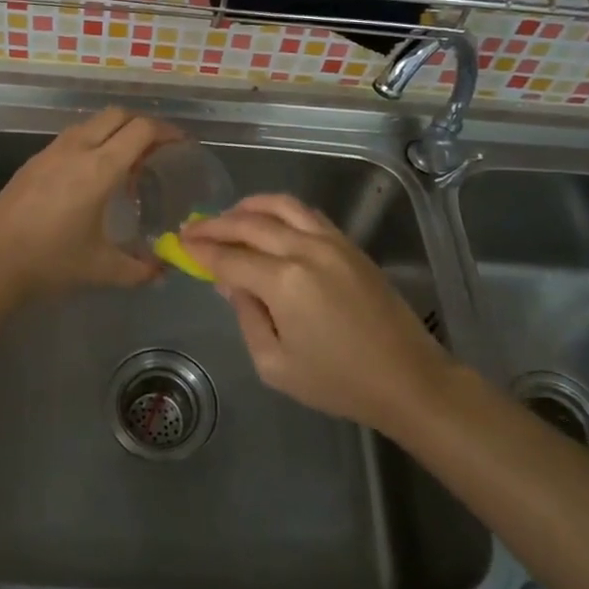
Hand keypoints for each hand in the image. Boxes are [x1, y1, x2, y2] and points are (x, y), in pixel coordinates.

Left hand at [0, 108, 176, 302]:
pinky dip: (92, 142)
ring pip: (92, 123)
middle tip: (157, 151)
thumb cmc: (50, 261)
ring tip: (125, 164)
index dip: (167, 131)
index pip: (142, 130)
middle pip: (119, 115)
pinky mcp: (34, 160)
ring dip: (115, 132)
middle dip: (143, 125)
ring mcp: (52, 150)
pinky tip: (91, 176)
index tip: (181, 144)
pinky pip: (73, 137)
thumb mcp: (101, 269)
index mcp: (100, 168)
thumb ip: (139, 269)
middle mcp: (78, 149)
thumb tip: (163, 271)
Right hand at [180, 194, 454, 434]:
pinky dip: (279, 210)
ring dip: (248, 207)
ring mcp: (331, 241)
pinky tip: (268, 221)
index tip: (180, 244)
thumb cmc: (338, 382)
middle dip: (216, 224)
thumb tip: (229, 283)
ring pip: (281, 206)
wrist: (408, 378)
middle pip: (249, 224)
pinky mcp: (349, 244)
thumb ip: (246, 317)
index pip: (230, 257)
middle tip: (193, 228)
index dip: (201, 250)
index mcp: (284, 282)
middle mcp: (305, 250)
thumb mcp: (276, 364)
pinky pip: (306, 213)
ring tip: (227, 216)